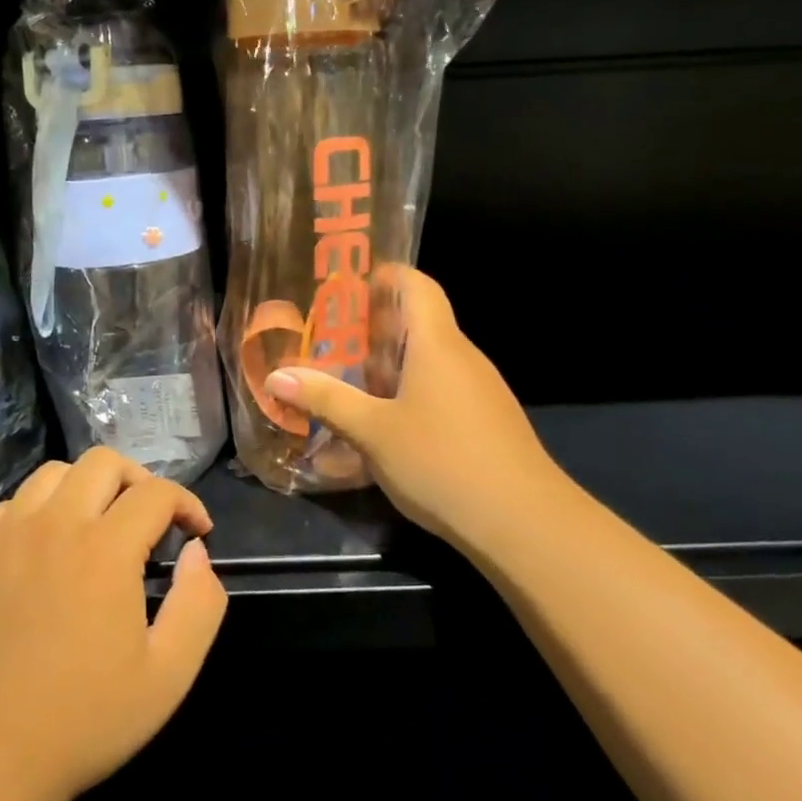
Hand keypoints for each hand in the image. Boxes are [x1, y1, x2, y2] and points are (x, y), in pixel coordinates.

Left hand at [0, 449, 227, 800]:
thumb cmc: (84, 720)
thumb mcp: (169, 675)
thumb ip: (199, 603)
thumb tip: (196, 552)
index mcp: (105, 548)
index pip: (156, 492)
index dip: (186, 503)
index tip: (196, 532)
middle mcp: (54, 524)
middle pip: (102, 463)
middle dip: (137, 480)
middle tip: (146, 519)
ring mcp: (4, 535)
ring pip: (52, 475)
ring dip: (84, 489)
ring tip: (93, 526)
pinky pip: (8, 507)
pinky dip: (35, 513)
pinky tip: (40, 551)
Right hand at [263, 265, 563, 546]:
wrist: (525, 524)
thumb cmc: (442, 461)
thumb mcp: (372, 432)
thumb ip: (325, 400)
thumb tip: (276, 376)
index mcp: (436, 344)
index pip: (416, 284)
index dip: (383, 275)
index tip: (345, 287)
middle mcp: (462, 357)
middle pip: (418, 323)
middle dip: (371, 328)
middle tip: (326, 340)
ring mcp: (480, 391)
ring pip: (428, 361)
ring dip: (388, 366)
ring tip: (346, 382)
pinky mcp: (486, 422)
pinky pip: (441, 390)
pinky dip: (409, 393)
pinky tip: (384, 425)